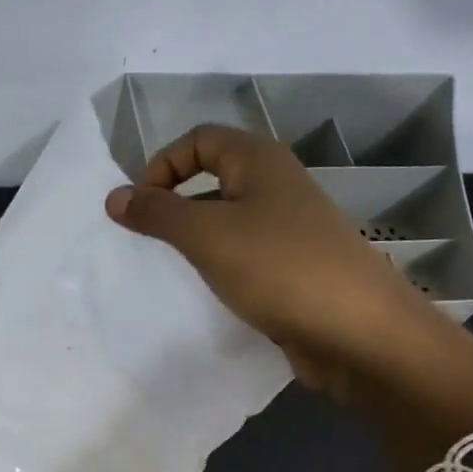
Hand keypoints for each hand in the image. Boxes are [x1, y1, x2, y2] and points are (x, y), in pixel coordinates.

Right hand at [104, 124, 472, 471]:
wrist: (358, 332)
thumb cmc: (279, 268)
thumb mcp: (207, 235)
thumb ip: (157, 212)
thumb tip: (114, 196)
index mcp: (260, 161)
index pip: (198, 139)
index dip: (162, 165)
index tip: (138, 207)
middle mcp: (277, 186)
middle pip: (212, 177)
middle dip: (173, 203)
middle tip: (146, 239)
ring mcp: (289, 229)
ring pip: (227, 221)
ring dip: (194, 239)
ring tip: (169, 269)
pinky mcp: (293, 269)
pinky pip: (244, 256)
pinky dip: (218, 266)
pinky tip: (204, 293)